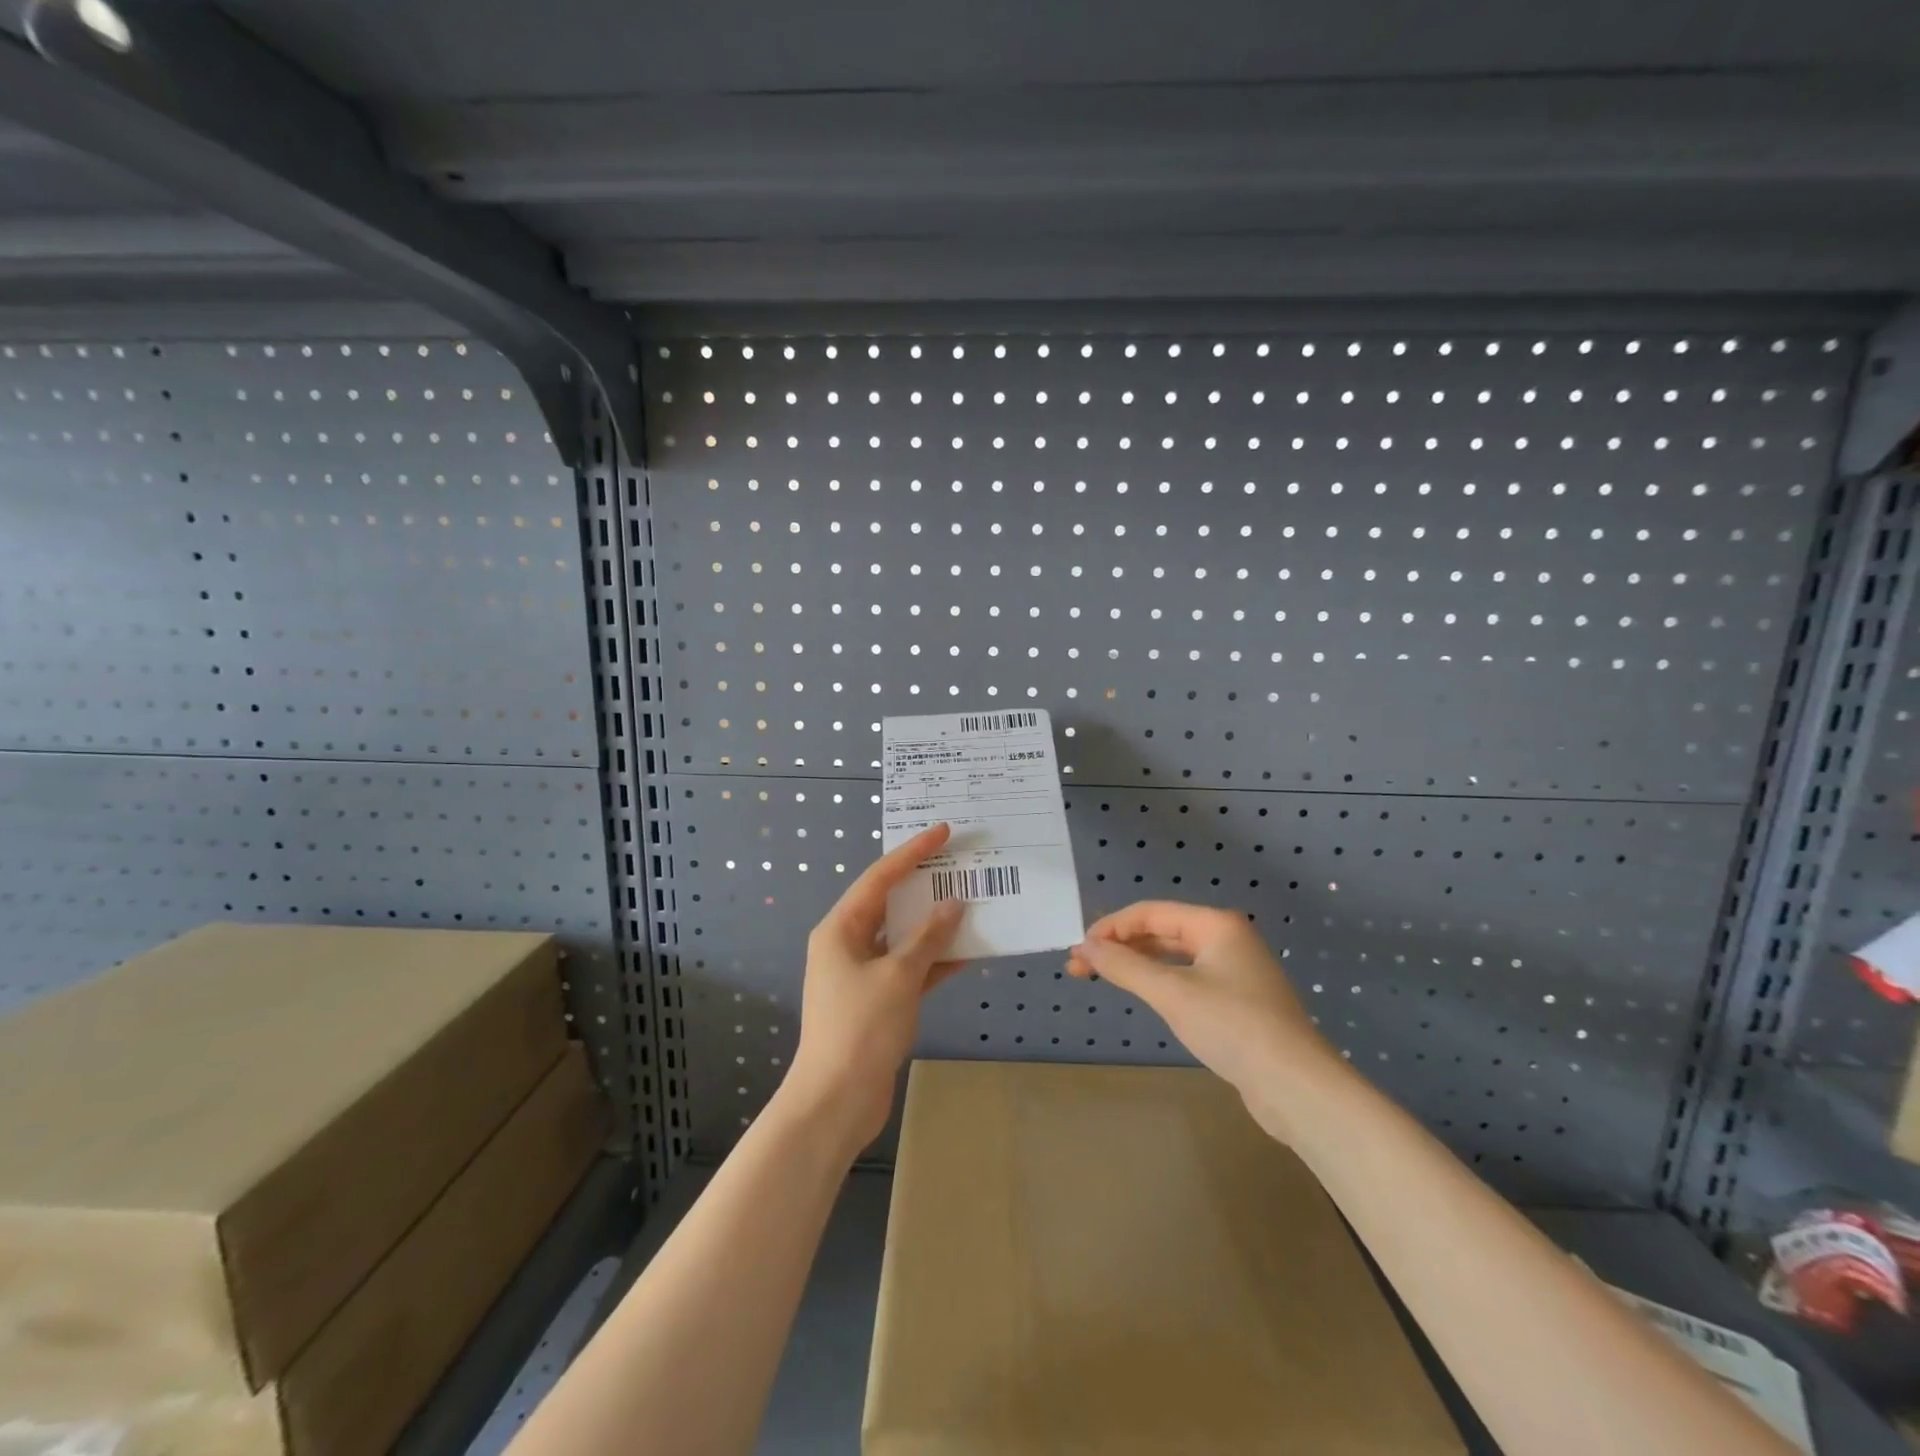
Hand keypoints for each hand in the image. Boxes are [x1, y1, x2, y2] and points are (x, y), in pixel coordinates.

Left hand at [783, 824, 965, 1151]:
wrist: (836, 1101)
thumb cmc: (861, 1028)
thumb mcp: (898, 976)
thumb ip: (927, 938)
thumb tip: (953, 906)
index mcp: (840, 929)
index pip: (880, 877)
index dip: (912, 853)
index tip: (943, 832)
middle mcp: (848, 944)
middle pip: (891, 904)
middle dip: (926, 886)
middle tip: (960, 865)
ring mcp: (863, 973)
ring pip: (904, 937)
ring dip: (935, 925)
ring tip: (972, 903)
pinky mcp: (878, 1000)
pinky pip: (910, 968)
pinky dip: (935, 961)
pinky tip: (968, 953)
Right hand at [1067, 901, 1340, 1127]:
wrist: (1297, 1087)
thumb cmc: (1233, 1027)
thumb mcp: (1172, 993)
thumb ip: (1125, 966)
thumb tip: (1086, 946)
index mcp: (1216, 924)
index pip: (1151, 913)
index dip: (1111, 927)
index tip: (1079, 949)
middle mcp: (1227, 939)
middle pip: (1162, 932)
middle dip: (1120, 946)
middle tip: (1080, 966)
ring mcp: (1235, 971)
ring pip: (1174, 957)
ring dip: (1137, 964)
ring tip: (1101, 977)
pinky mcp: (1238, 1002)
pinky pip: (1188, 979)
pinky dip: (1159, 982)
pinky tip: (1142, 993)